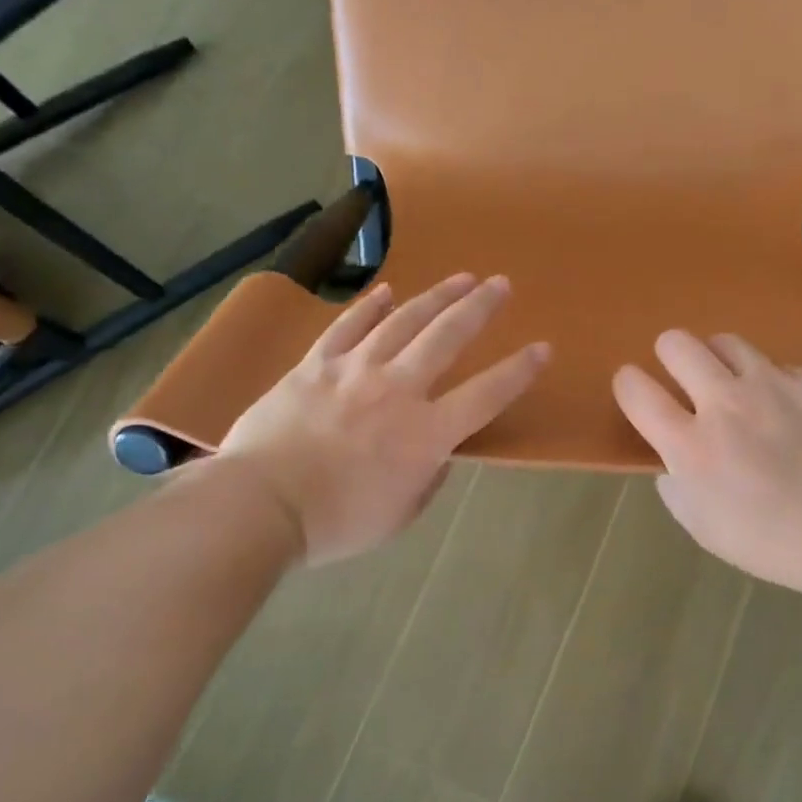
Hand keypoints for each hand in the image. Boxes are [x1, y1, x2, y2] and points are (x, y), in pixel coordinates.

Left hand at [217, 274, 548, 565]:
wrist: (260, 505)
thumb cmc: (336, 522)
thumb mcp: (398, 516)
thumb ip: (427, 480)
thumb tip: (438, 454)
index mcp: (426, 434)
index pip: (486, 394)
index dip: (519, 370)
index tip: (542, 348)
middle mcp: (398, 390)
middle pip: (447, 337)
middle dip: (480, 307)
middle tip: (501, 284)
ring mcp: (355, 370)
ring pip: (403, 321)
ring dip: (436, 297)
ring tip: (460, 278)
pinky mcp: (316, 364)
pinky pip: (348, 326)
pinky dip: (370, 307)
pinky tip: (387, 291)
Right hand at [613, 330, 801, 597]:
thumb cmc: (775, 542)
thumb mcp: (706, 530)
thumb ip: (678, 490)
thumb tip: (673, 465)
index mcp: (690, 444)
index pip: (635, 390)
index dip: (628, 384)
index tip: (636, 389)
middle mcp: (724, 402)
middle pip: (677, 344)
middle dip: (670, 354)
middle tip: (684, 377)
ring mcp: (773, 385)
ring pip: (727, 342)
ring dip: (721, 360)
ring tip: (736, 383)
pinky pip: (783, 368)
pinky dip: (778, 384)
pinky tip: (795, 411)